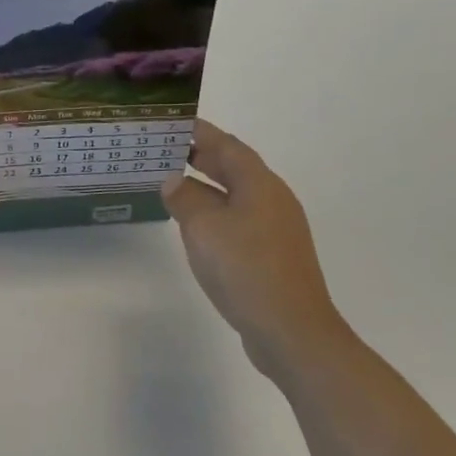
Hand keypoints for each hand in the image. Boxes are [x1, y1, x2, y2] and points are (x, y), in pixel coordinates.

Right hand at [161, 119, 349, 378]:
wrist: (291, 331)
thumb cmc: (245, 269)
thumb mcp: (203, 227)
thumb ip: (185, 198)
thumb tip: (174, 181)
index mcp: (260, 185)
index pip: (227, 146)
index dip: (200, 132)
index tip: (172, 123)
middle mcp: (272, 201)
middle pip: (234, 168)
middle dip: (201, 156)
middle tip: (165, 150)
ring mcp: (275, 230)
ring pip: (235, 196)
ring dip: (205, 186)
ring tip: (171, 185)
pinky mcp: (272, 256)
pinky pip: (237, 220)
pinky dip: (213, 213)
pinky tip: (194, 227)